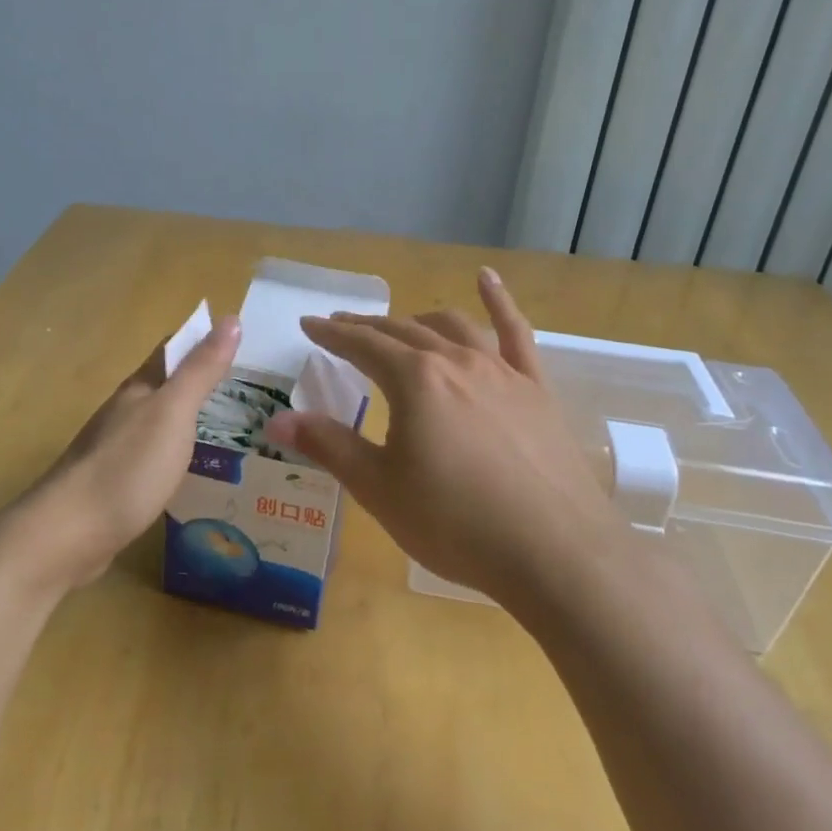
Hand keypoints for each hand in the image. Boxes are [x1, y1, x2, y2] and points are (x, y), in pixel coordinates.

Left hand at [17, 315, 240, 588]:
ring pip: (157, 423)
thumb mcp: (173, 413)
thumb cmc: (127, 467)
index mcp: (139, 389)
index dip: (202, 340)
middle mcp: (124, 413)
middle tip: (244, 389)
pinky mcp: (114, 486)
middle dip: (199, 381)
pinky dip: (175, 455)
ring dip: (187, 419)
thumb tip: (231, 319)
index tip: (240, 342)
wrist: (67, 535)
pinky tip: (190, 471)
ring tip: (227, 428)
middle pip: (164, 386)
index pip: (171, 350)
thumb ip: (201, 370)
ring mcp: (115, 450)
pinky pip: (151, 458)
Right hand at [266, 268, 616, 610]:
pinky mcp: (536, 388)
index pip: (362, 345)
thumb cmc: (456, 523)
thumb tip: (276, 421)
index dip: (332, 334)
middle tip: (343, 326)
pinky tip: (486, 278)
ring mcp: (501, 370)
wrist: (555, 552)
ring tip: (399, 324)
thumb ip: (330, 446)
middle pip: (402, 331)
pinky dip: (498, 300)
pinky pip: (515, 333)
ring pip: (452, 327)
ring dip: (418, 320)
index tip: (309, 324)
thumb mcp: (380, 489)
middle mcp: (456, 361)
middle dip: (368, 326)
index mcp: (414, 380)